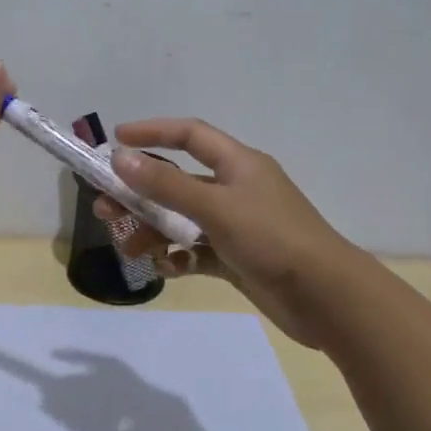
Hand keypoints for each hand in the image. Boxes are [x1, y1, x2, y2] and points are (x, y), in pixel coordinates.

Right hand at [95, 119, 360, 347]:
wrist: (327, 298)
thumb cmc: (272, 239)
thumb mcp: (215, 207)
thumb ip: (166, 184)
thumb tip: (120, 158)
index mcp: (238, 164)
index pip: (190, 135)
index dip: (153, 132)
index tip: (116, 141)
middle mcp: (236, 189)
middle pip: (178, 182)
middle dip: (140, 193)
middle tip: (103, 207)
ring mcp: (237, 226)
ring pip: (183, 220)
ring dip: (153, 230)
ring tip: (129, 247)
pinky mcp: (238, 258)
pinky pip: (197, 252)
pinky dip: (179, 257)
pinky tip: (167, 268)